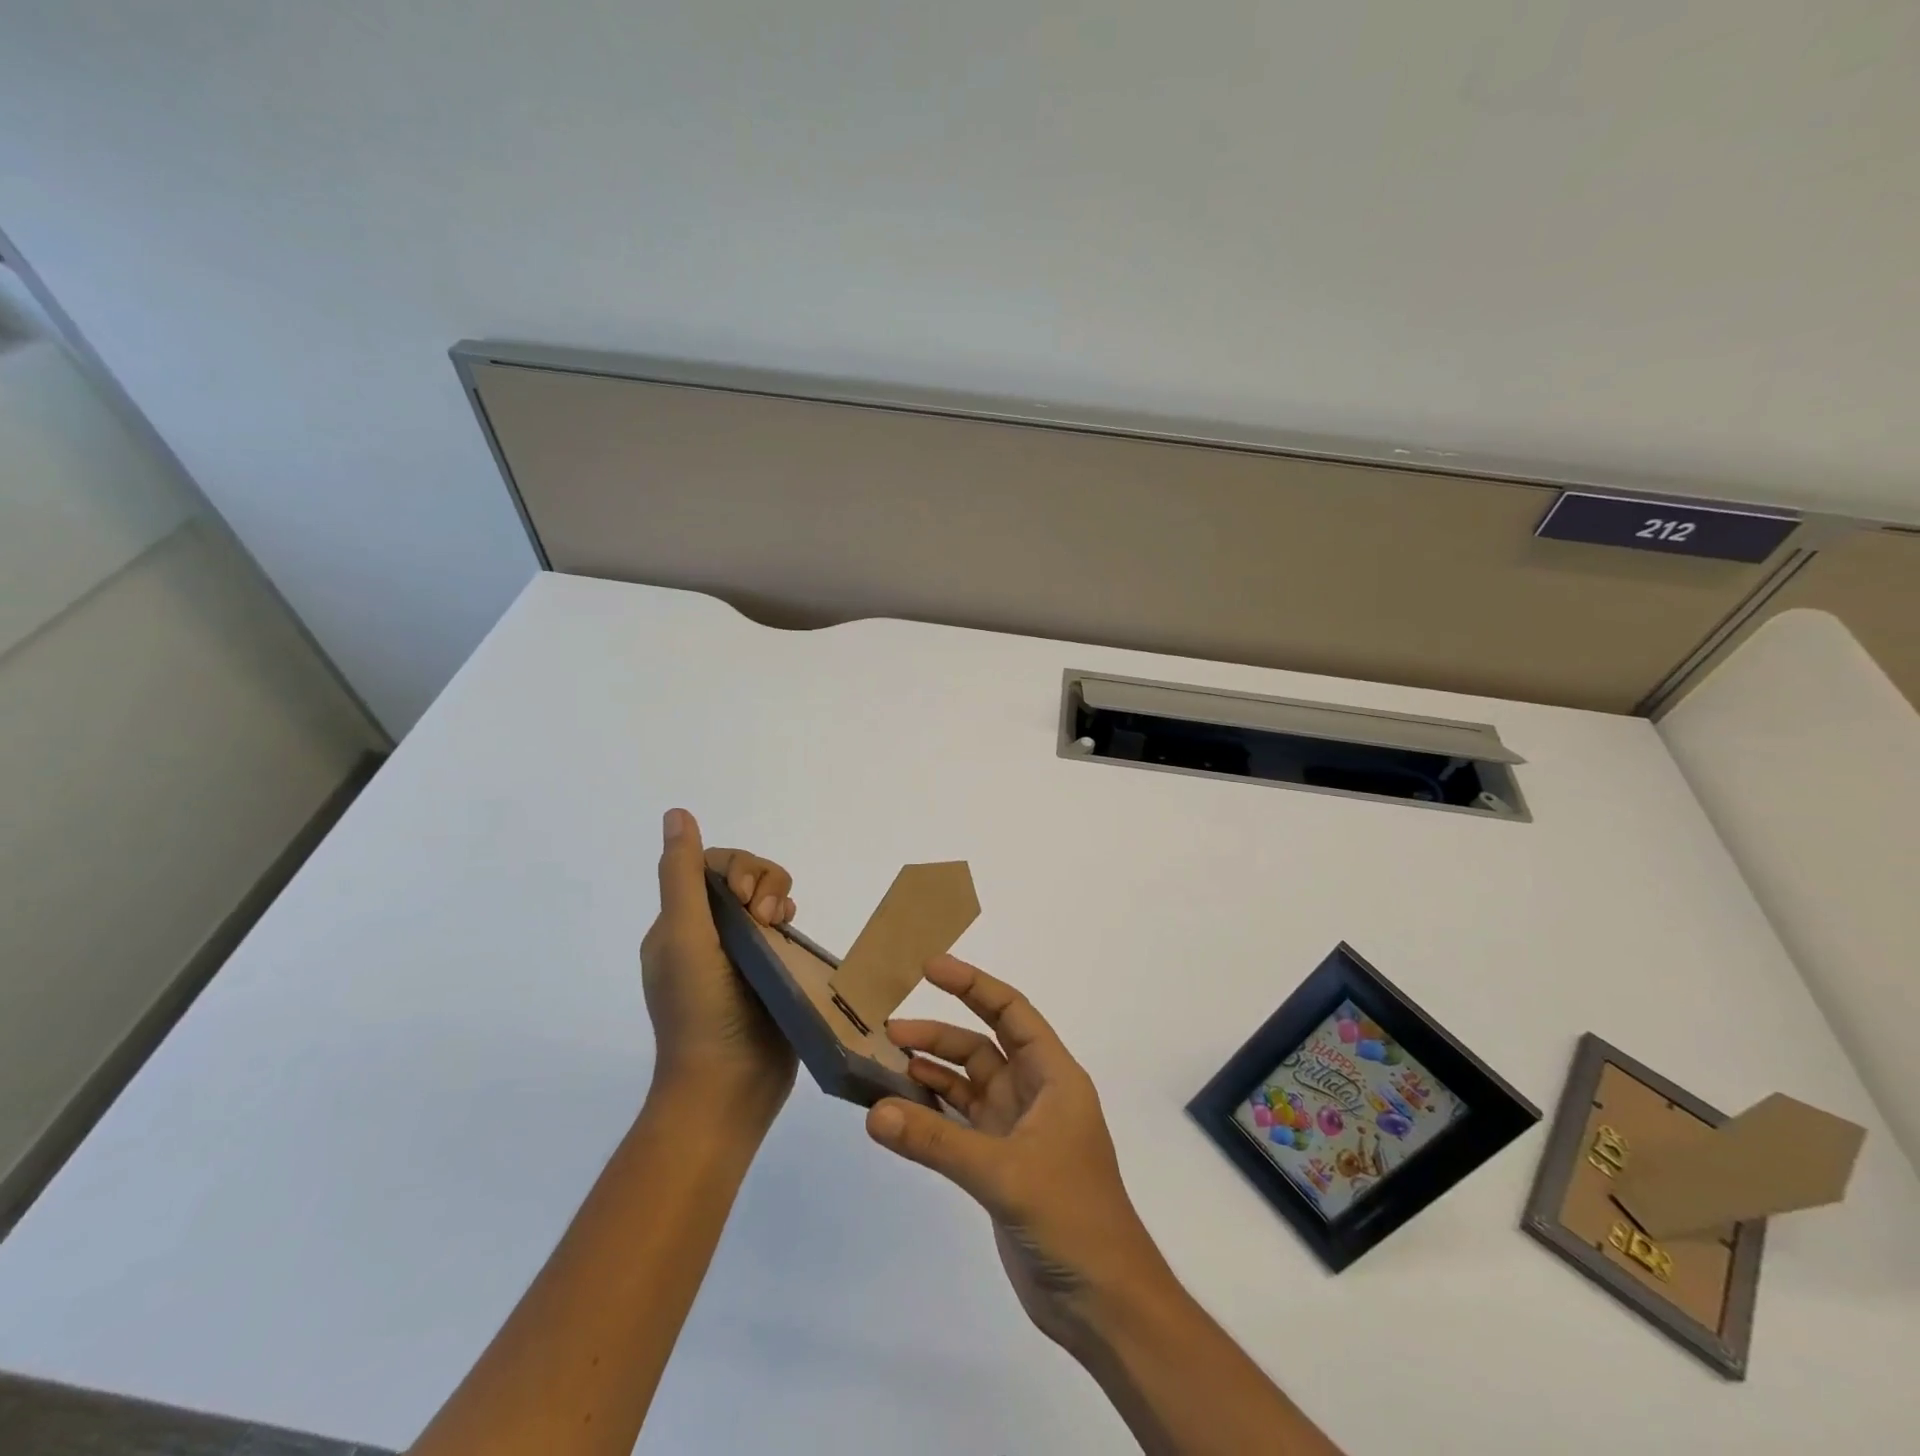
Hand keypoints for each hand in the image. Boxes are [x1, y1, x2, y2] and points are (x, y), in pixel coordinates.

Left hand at [640, 808, 798, 1125]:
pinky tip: (792, 935)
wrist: (728, 1089)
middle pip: (744, 878)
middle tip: (768, 917)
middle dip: (764, 883)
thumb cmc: (700, 1010)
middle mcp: (708, 934)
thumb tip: (676, 813)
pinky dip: (790, 923)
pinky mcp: (771, 973)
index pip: (711, 867)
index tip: (748, 900)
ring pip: (768, 900)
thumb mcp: (684, 936)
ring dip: (780, 899)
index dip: (738, 869)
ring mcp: (741, 955)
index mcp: (680, 925)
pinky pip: (784, 930)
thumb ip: (682, 875)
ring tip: (783, 926)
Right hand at [864, 956, 1172, 1354]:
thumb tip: (874, 1111)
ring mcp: (1016, 1130)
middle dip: (939, 1034)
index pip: (1012, 1012)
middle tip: (889, 1030)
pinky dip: (931, 1113)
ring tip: (885, 1065)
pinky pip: (959, 1124)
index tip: (930, 967)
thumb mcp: (1004, 1172)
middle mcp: (1035, 1094)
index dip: (973, 985)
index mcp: (1053, 1077)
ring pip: (967, 1085)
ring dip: (931, 1073)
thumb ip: (937, 1141)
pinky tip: (900, 1110)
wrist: (1103, 1303)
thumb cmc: (1071, 1218)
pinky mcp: (1000, 1165)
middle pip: (983, 1046)